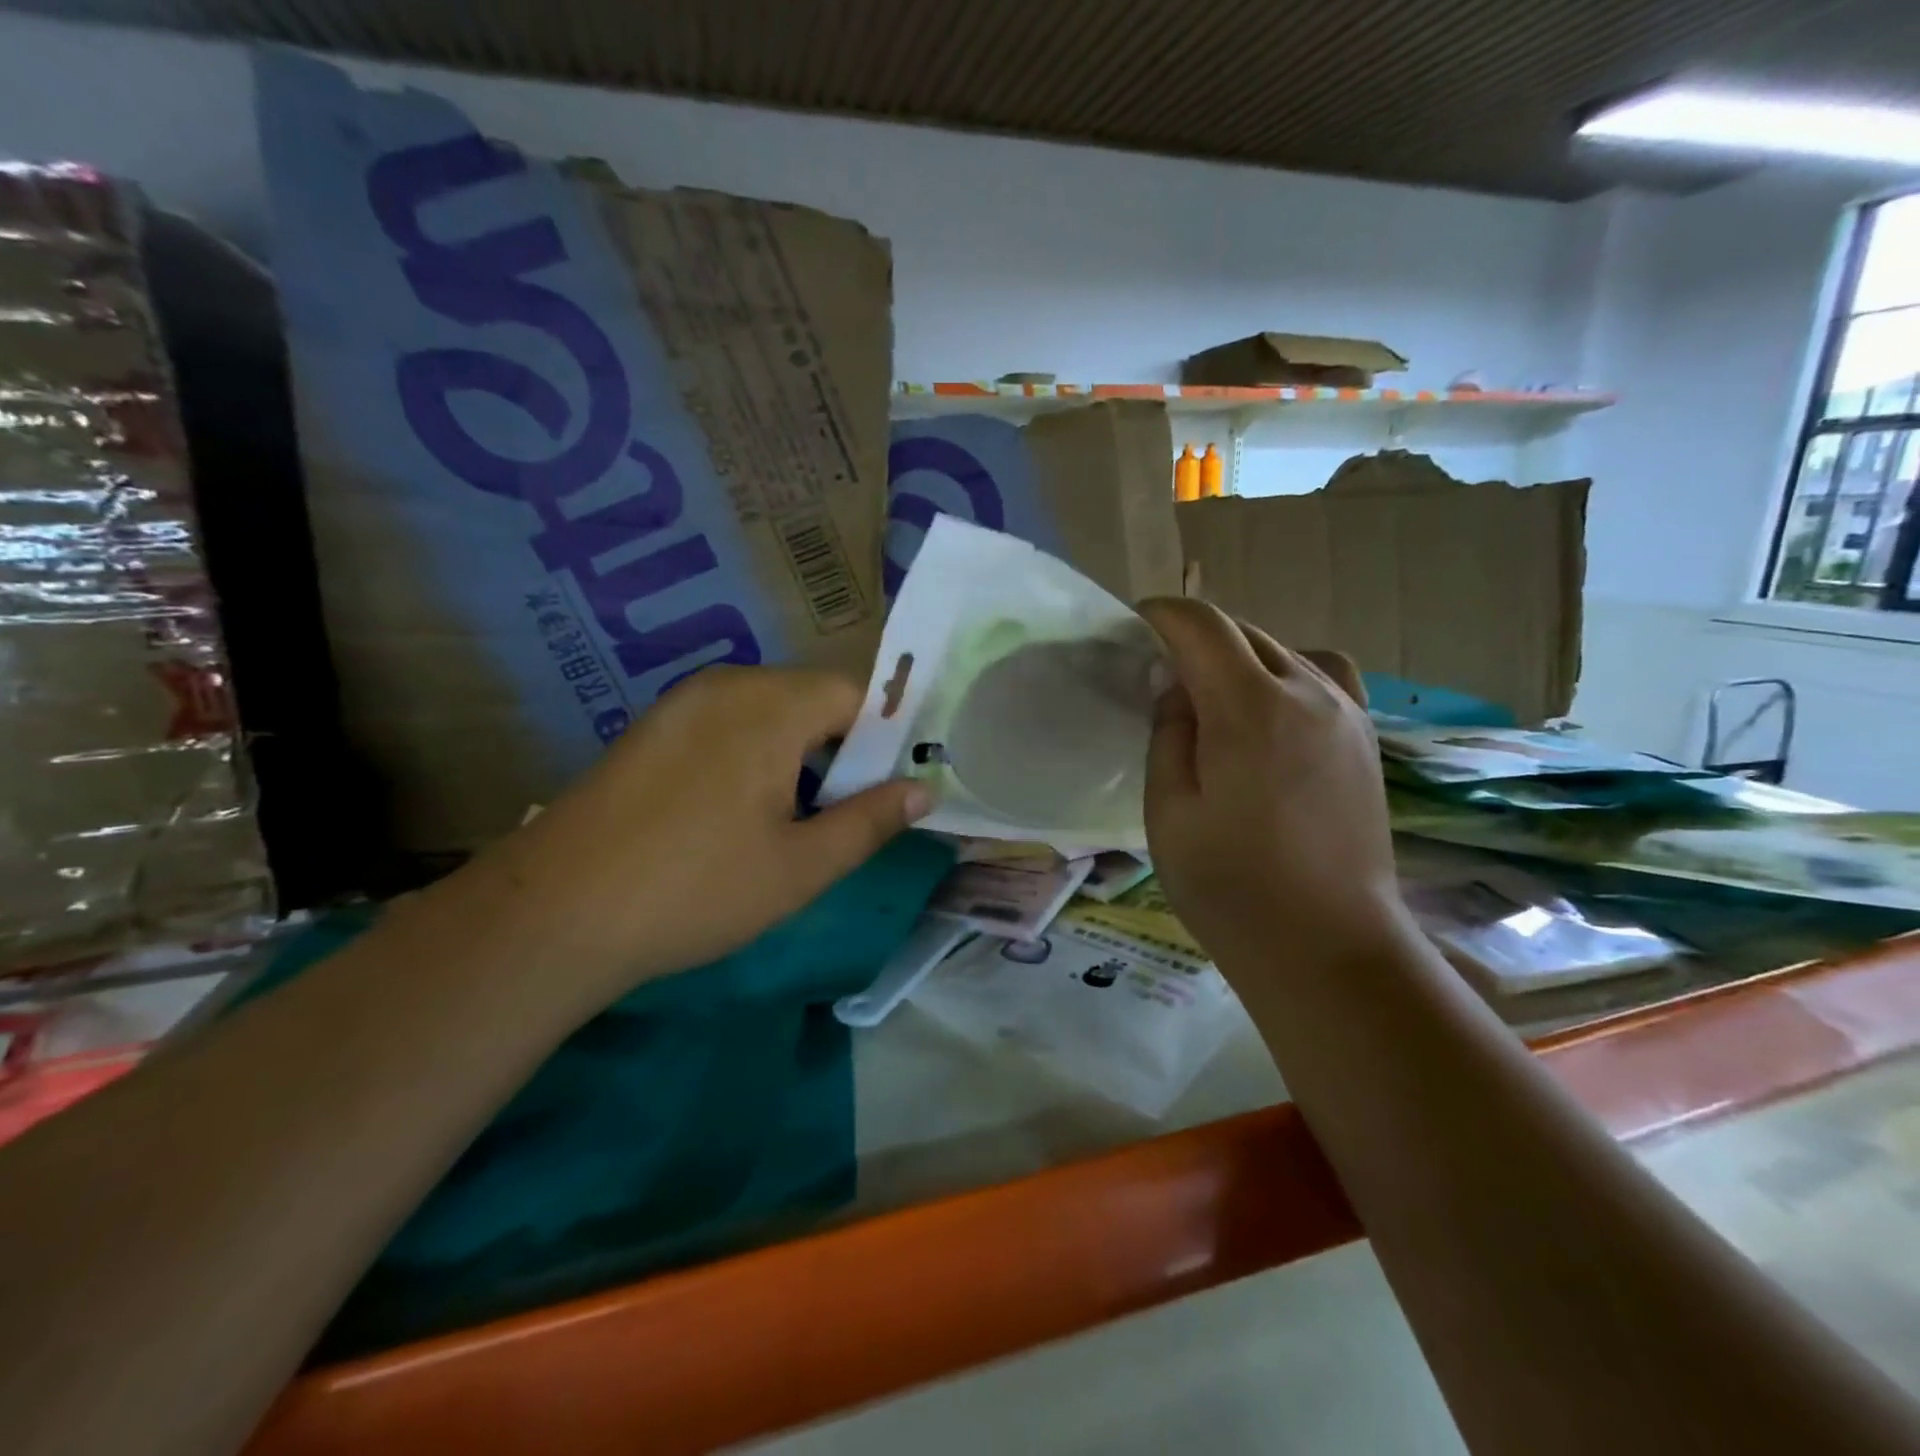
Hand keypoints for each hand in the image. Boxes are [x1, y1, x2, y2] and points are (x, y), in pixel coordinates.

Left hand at [430, 665, 929, 1004]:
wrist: (553, 914)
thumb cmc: (696, 889)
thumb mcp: (801, 866)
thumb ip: (870, 821)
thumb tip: (924, 790)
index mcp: (770, 705)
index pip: (856, 695)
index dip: (882, 742)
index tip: (882, 795)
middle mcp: (726, 686)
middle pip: (811, 700)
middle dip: (837, 753)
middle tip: (834, 820)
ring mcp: (681, 703)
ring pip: (768, 714)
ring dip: (793, 758)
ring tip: (784, 825)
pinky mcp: (650, 728)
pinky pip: (724, 725)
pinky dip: (749, 757)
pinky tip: (729, 816)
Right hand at [1137, 598, 1408, 992]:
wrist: (1328, 947)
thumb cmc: (1231, 887)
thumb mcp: (1169, 811)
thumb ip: (1169, 734)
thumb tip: (1176, 686)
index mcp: (1250, 708)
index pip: (1202, 626)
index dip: (1161, 614)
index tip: (1133, 627)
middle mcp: (1308, 692)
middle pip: (1245, 631)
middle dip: (1196, 636)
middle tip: (1161, 672)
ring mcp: (1347, 713)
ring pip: (1285, 650)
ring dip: (1241, 654)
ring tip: (1214, 694)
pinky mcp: (1365, 739)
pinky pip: (1322, 677)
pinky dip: (1285, 674)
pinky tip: (1269, 716)